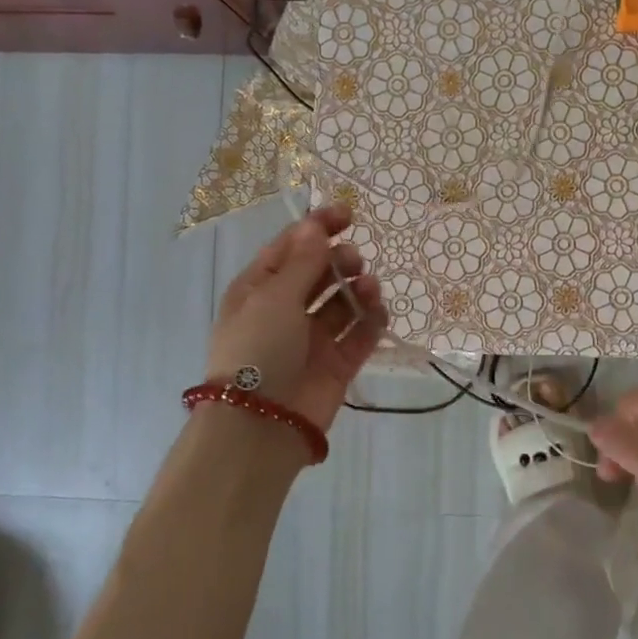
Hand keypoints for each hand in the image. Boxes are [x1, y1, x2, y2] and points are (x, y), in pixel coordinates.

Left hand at [206, 204, 387, 431]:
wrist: (262, 424)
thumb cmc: (258, 349)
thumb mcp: (275, 297)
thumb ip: (303, 261)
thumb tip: (315, 225)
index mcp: (259, 289)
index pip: (290, 248)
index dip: (317, 228)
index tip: (348, 214)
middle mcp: (285, 310)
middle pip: (320, 273)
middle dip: (340, 260)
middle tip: (354, 261)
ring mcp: (312, 338)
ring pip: (342, 303)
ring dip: (358, 289)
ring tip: (368, 288)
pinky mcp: (336, 364)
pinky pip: (359, 334)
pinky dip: (371, 320)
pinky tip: (378, 311)